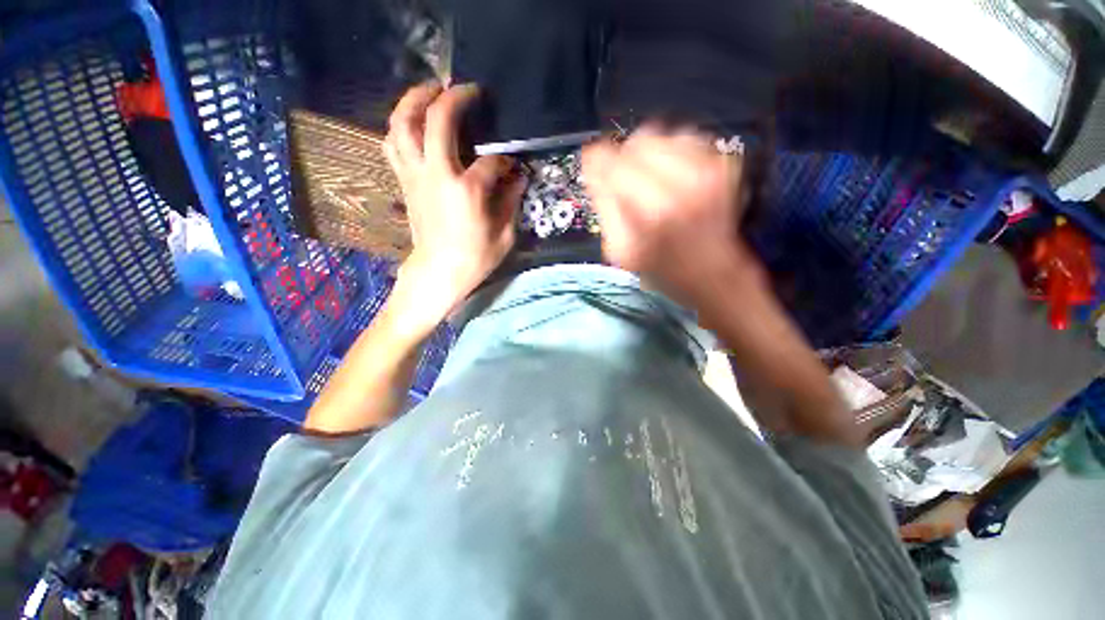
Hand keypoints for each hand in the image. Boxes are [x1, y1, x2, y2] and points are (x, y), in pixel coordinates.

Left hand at [383, 82, 525, 331]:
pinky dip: (399, 126)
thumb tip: (518, 179)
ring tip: (430, 92)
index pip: (491, 162)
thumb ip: (511, 202)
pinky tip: (411, 123)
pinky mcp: (404, 181)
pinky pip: (393, 144)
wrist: (438, 273)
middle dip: (453, 98)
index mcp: (466, 190)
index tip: (512, 168)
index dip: (505, 162)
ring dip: (414, 101)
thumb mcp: (504, 236)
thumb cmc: (474, 258)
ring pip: (402, 124)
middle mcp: (436, 174)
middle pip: (436, 120)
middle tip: (467, 90)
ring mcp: (415, 175)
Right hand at [582, 125, 757, 307]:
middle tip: (625, 180)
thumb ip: (604, 206)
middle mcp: (684, 181)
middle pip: (639, 140)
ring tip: (651, 180)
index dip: (598, 161)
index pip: (612, 161)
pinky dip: (672, 152)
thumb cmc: (662, 269)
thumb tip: (593, 168)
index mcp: (652, 210)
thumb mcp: (621, 249)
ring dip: (649, 153)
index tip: (594, 165)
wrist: (714, 272)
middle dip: (625, 156)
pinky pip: (687, 138)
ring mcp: (710, 168)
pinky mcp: (724, 162)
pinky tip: (673, 177)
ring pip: (663, 134)